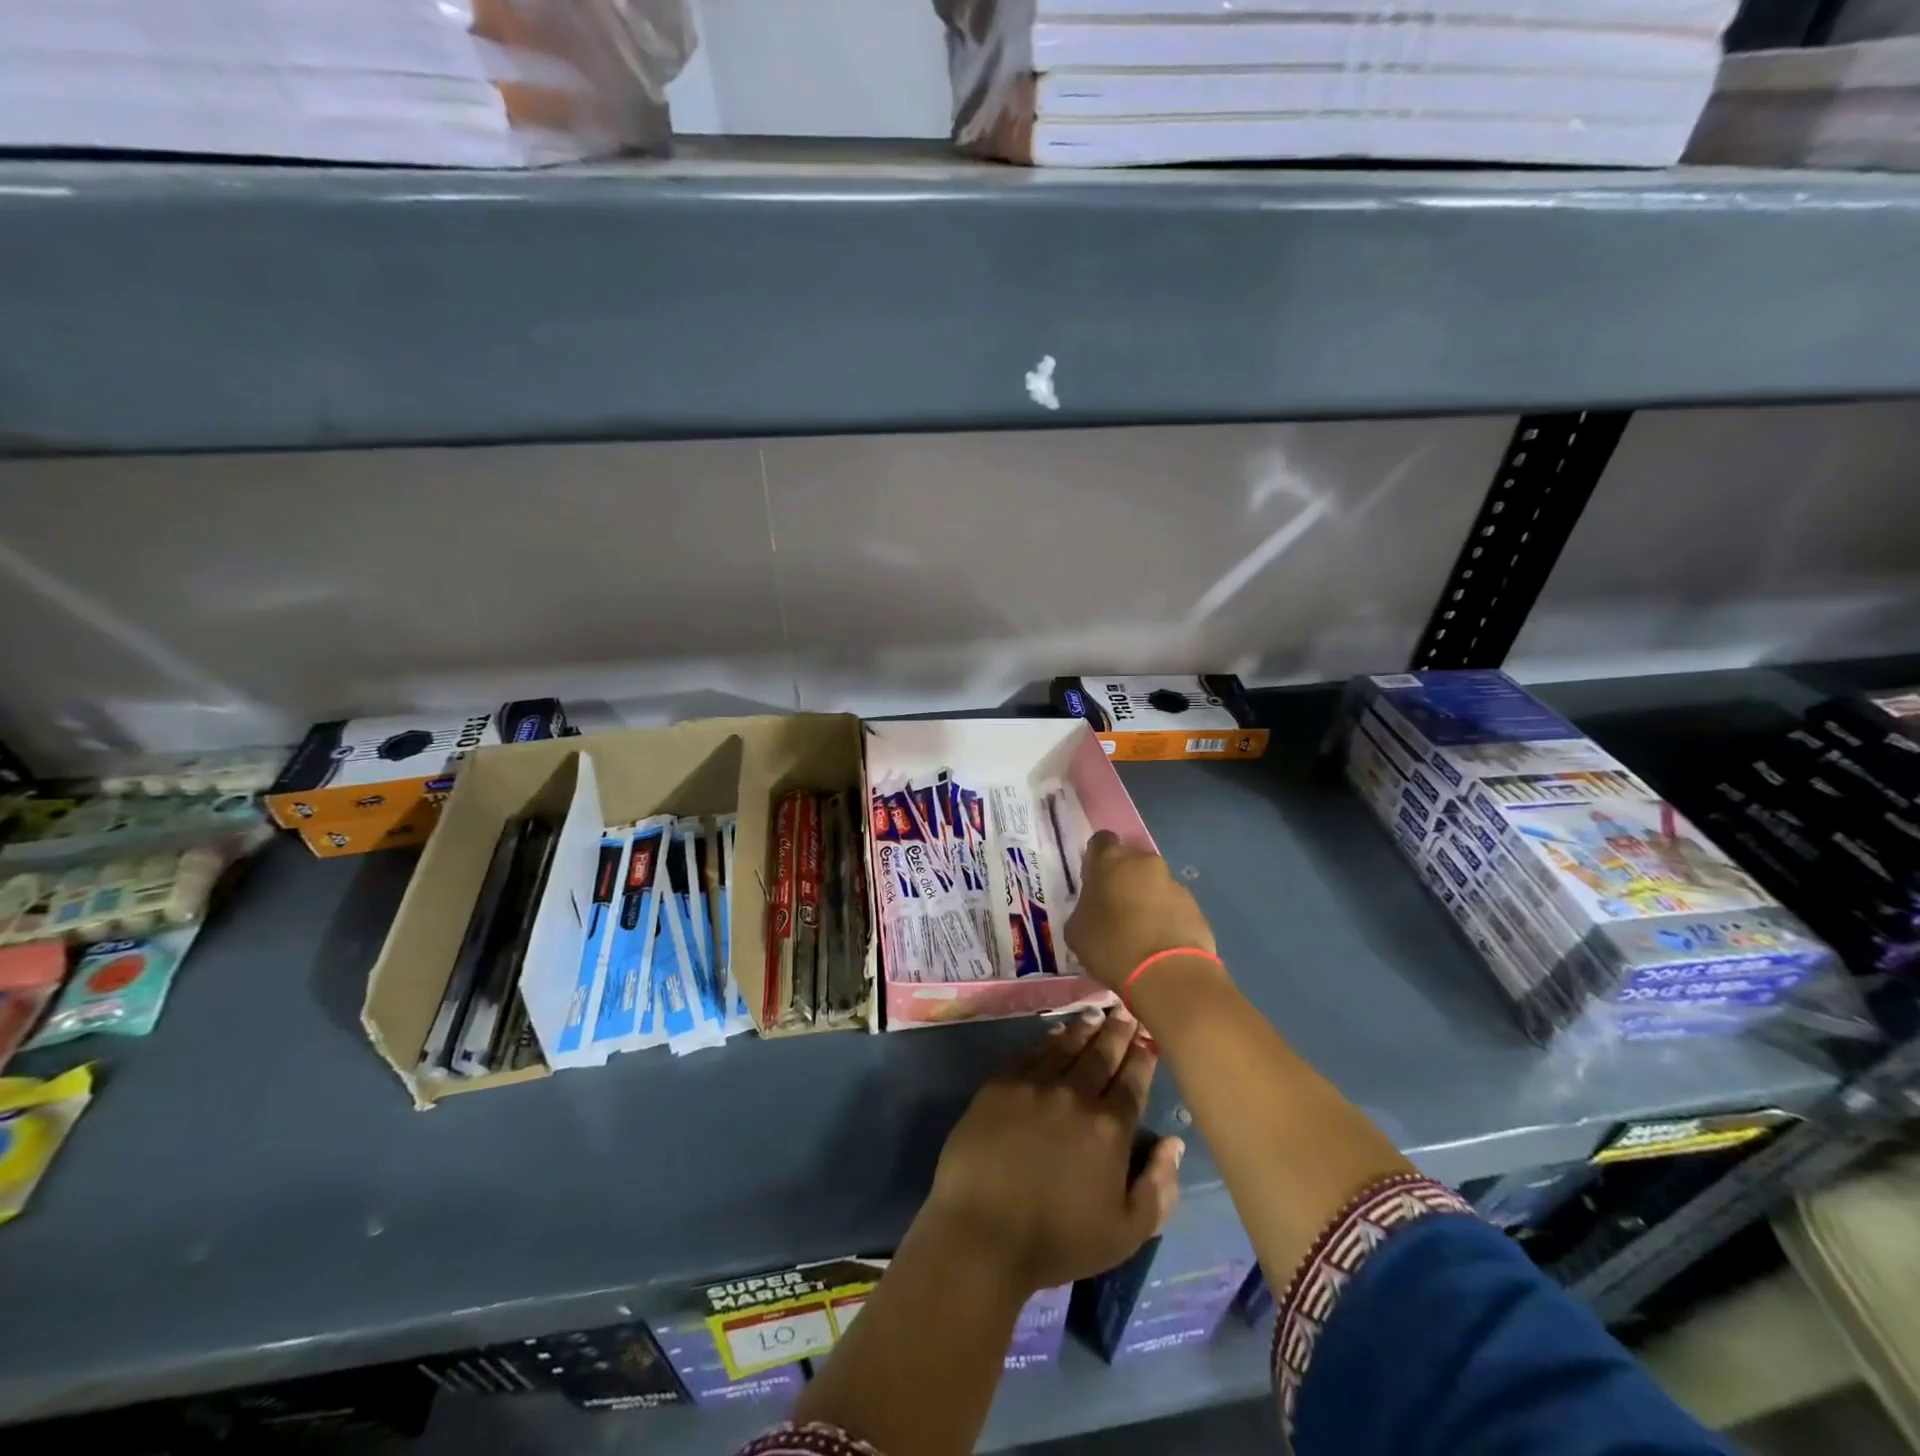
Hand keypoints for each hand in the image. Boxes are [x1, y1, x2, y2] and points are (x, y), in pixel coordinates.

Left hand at [922, 1010, 1183, 1295]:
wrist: (983, 1232)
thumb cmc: (1058, 1240)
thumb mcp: (1126, 1233)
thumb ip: (1158, 1187)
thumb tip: (1174, 1142)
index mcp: (1110, 1128)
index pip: (1133, 1081)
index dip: (1142, 1056)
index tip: (1148, 1037)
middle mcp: (1076, 1094)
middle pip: (1102, 1054)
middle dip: (1117, 1031)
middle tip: (1126, 1010)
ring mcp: (1035, 1084)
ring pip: (1067, 1045)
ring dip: (1085, 1028)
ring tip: (1096, 1012)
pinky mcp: (1001, 1083)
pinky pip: (1032, 1051)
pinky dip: (1049, 1038)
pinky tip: (1056, 1033)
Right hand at [1065, 831, 1218, 993]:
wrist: (1168, 975)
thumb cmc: (1112, 946)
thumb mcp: (1076, 931)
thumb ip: (1083, 909)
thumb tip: (1093, 908)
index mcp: (1110, 860)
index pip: (1101, 841)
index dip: (1096, 858)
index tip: (1093, 880)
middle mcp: (1144, 863)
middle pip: (1131, 862)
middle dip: (1123, 879)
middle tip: (1114, 908)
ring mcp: (1174, 883)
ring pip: (1154, 884)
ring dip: (1146, 899)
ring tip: (1139, 931)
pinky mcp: (1196, 907)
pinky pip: (1173, 906)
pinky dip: (1166, 918)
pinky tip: (1159, 943)